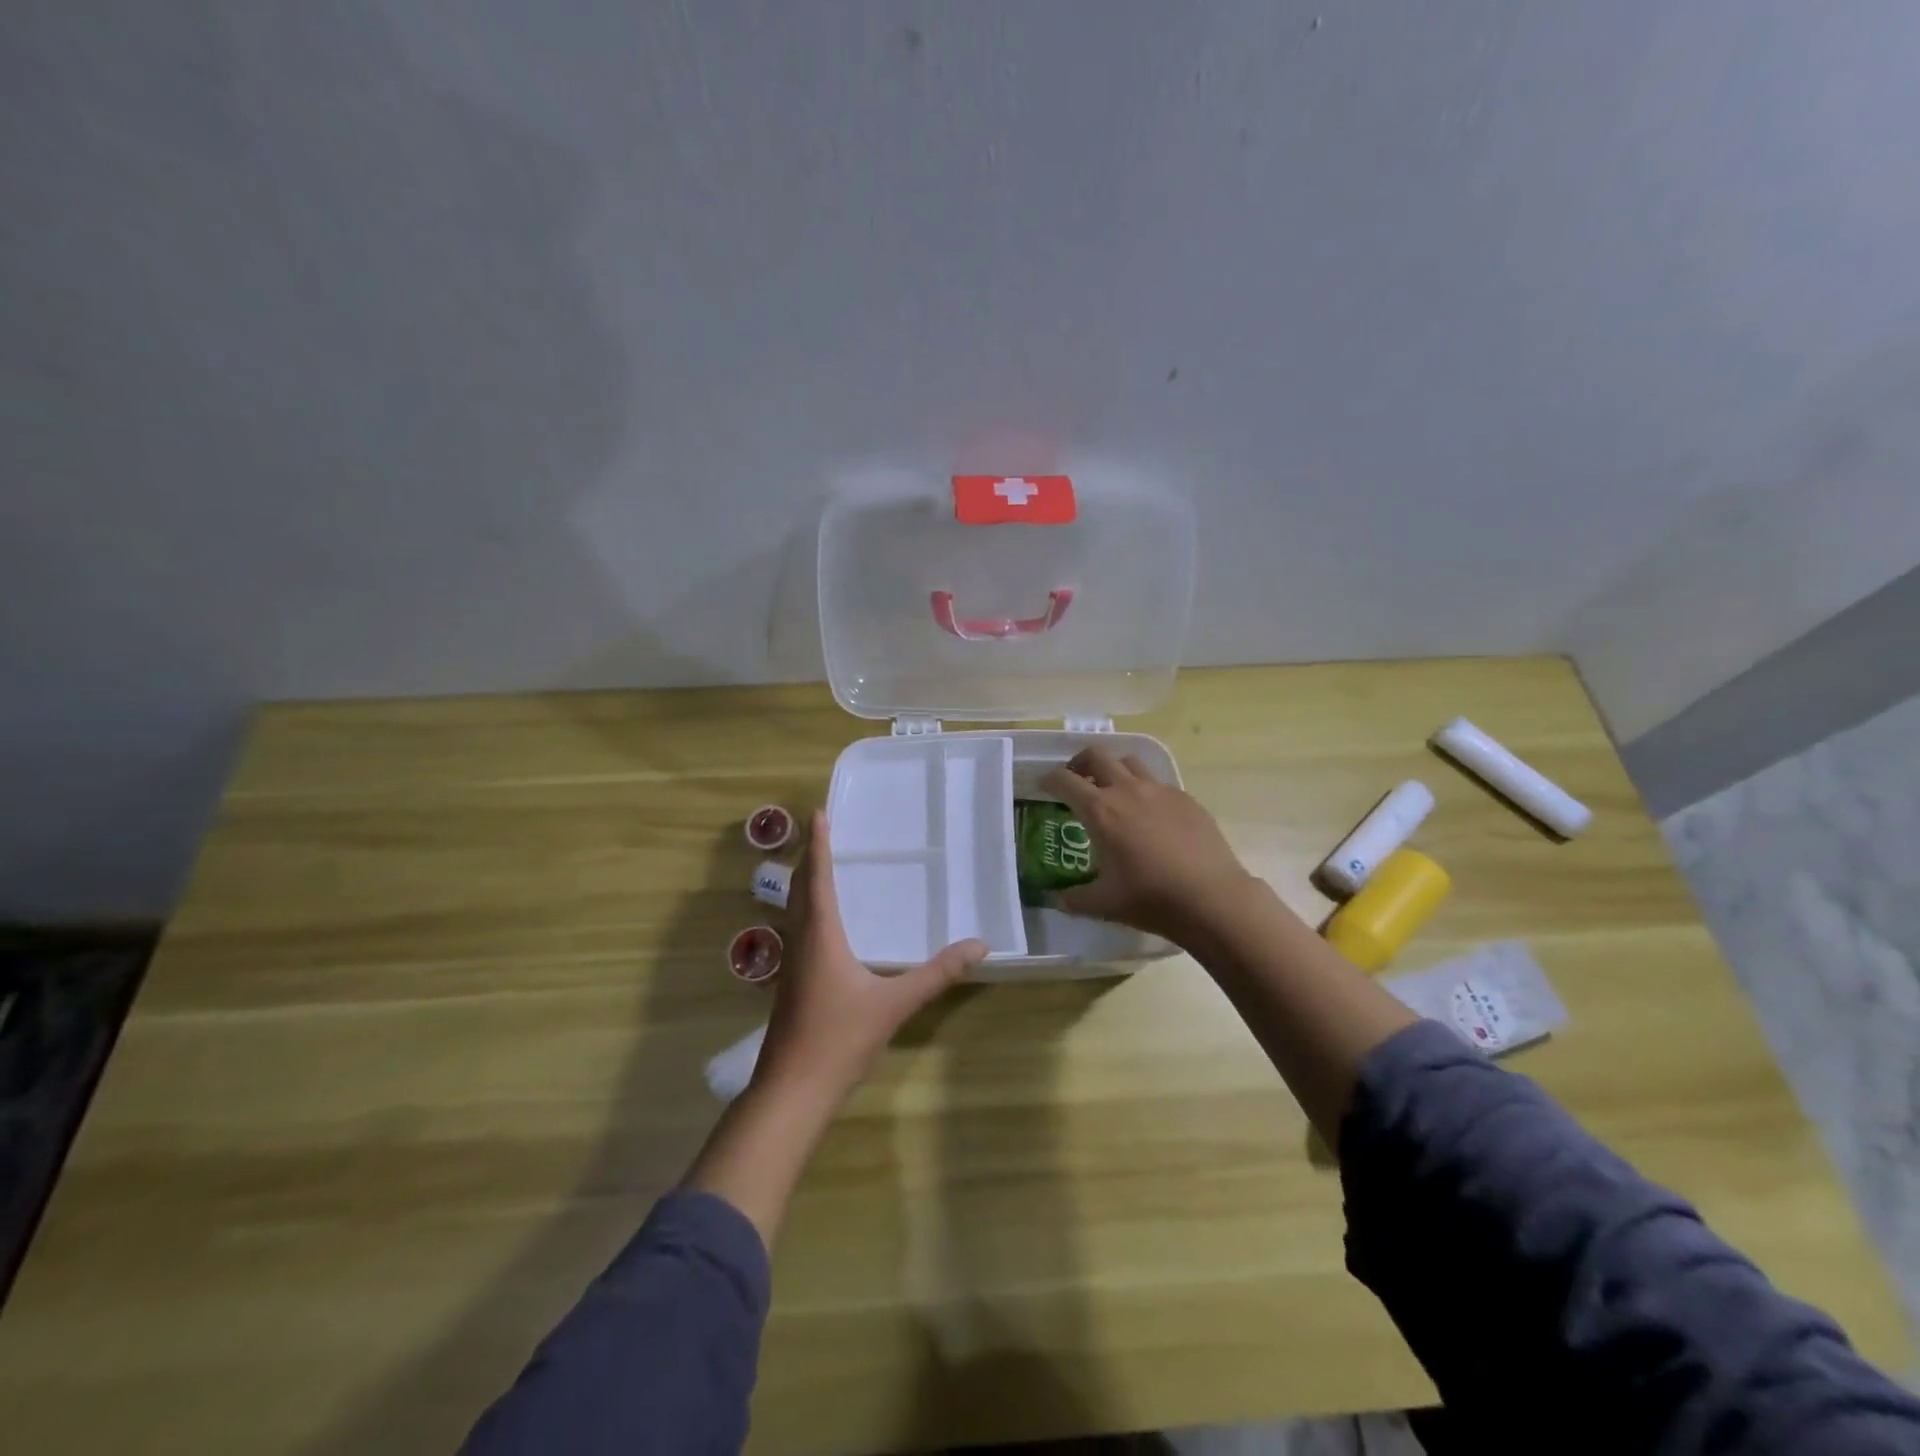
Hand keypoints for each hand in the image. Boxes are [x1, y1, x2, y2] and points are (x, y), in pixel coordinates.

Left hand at [751, 812, 985, 1105]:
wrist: (792, 1091)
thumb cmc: (839, 1038)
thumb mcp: (894, 1004)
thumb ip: (937, 974)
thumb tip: (979, 946)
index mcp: (821, 935)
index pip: (818, 878)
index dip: (818, 844)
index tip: (817, 812)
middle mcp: (801, 942)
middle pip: (800, 890)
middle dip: (809, 859)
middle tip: (821, 832)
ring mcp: (792, 966)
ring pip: (795, 912)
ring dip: (806, 885)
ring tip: (823, 869)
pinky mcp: (792, 986)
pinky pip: (799, 932)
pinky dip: (809, 912)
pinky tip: (826, 928)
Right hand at [1038, 748, 1256, 941]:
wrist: (1212, 899)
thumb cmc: (1151, 899)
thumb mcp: (1103, 904)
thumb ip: (1074, 898)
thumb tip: (1057, 899)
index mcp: (1100, 810)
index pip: (1064, 780)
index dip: (1048, 779)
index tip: (1043, 786)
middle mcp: (1127, 790)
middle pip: (1096, 756)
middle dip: (1079, 763)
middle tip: (1075, 782)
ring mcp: (1161, 791)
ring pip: (1129, 762)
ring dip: (1113, 770)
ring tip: (1112, 792)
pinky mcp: (1186, 799)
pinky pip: (1158, 783)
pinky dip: (1144, 789)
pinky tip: (1149, 815)